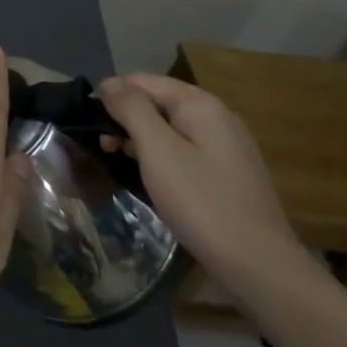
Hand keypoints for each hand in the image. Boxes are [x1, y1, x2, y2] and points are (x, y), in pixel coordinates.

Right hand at [96, 73, 303, 296]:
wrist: (258, 265)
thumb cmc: (201, 201)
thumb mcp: (158, 150)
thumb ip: (131, 109)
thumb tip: (108, 82)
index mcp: (200, 105)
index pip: (143, 81)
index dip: (112, 95)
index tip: (88, 121)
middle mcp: (216, 117)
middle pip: (157, 102)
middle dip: (124, 117)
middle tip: (100, 146)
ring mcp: (224, 147)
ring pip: (169, 128)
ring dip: (139, 138)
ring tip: (113, 159)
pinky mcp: (226, 174)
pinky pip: (183, 151)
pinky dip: (159, 156)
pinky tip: (147, 176)